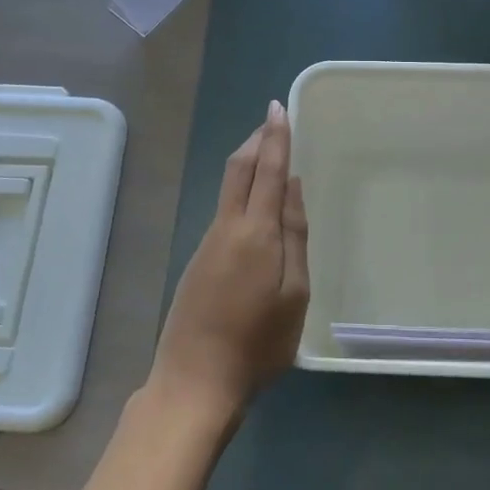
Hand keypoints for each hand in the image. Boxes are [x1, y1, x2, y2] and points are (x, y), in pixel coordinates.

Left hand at [149, 100, 309, 418]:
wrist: (195, 383)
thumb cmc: (258, 343)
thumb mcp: (294, 292)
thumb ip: (294, 235)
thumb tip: (292, 185)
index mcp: (254, 232)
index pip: (267, 170)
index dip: (275, 137)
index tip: (279, 107)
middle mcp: (226, 228)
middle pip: (238, 170)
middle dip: (256, 140)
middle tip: (273, 120)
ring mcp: (207, 244)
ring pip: (228, 188)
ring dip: (248, 163)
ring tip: (269, 152)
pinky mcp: (199, 261)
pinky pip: (224, 211)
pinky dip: (241, 190)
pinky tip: (254, 203)